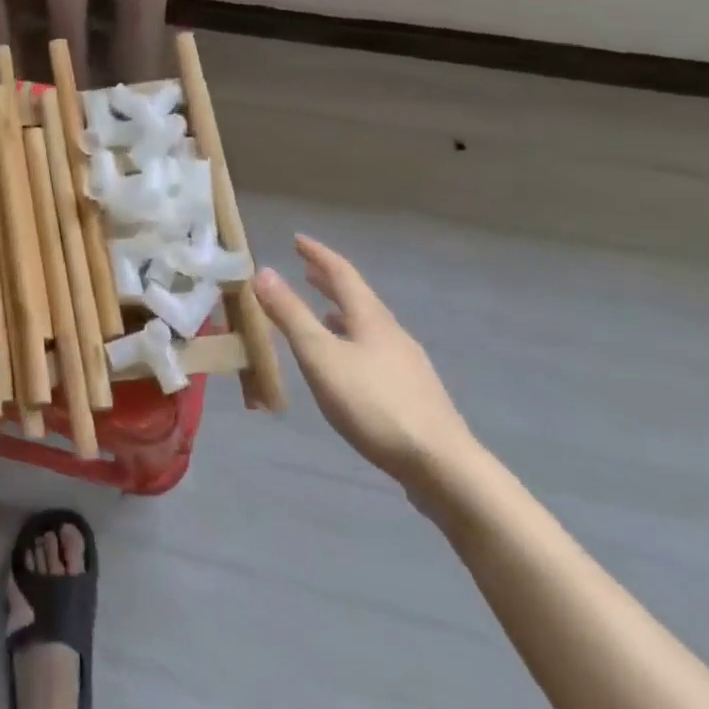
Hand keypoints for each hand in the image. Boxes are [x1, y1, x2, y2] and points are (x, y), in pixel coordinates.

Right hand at [254, 235, 477, 489]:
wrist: (444, 468)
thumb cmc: (374, 404)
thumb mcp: (321, 356)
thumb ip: (290, 315)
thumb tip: (264, 271)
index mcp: (370, 318)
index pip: (342, 273)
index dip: (318, 254)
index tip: (298, 239)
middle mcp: (391, 333)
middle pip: (359, 298)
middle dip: (330, 281)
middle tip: (306, 269)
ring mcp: (407, 365)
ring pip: (368, 326)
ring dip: (342, 313)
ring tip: (323, 313)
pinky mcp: (413, 394)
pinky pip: (375, 351)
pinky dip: (353, 342)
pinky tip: (348, 365)